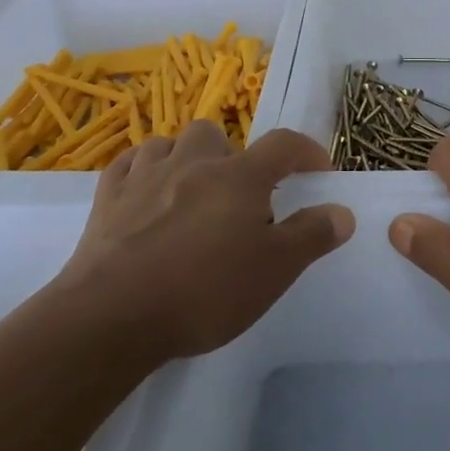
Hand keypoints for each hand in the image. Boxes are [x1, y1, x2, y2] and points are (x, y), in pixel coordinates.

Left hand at [62, 122, 353, 361]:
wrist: (112, 315)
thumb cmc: (205, 291)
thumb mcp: (274, 270)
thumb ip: (311, 235)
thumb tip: (342, 211)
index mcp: (239, 177)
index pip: (284, 144)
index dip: (307, 151)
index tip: (319, 170)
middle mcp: (193, 163)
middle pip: (216, 134)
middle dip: (232, 156)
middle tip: (238, 195)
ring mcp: (145, 177)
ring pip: (169, 144)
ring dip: (185, 158)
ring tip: (191, 190)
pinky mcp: (107, 199)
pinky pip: (128, 165)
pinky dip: (142, 171)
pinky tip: (145, 192)